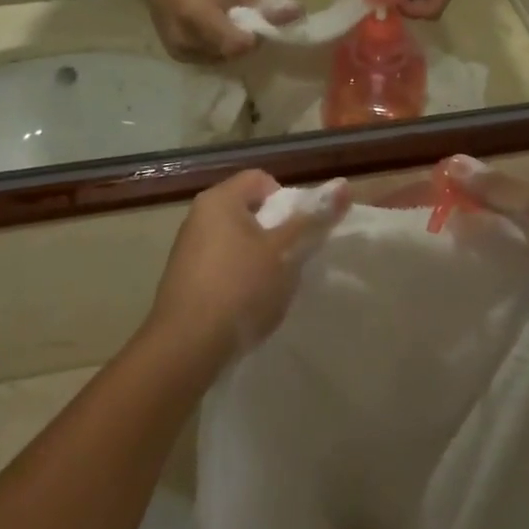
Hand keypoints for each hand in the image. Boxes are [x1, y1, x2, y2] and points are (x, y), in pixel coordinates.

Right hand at [138, 0, 272, 62]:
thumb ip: (265, 2)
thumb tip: (300, 14)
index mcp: (199, 16)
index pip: (238, 45)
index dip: (254, 38)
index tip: (257, 23)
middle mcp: (186, 40)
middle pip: (232, 55)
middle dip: (245, 42)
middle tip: (245, 21)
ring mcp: (180, 51)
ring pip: (222, 60)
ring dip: (232, 47)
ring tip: (228, 24)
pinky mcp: (177, 56)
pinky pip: (209, 59)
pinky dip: (219, 49)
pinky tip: (217, 31)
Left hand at [144, 170, 347, 369]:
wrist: (185, 349)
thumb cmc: (240, 288)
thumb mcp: (285, 253)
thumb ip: (314, 219)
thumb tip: (344, 184)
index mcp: (219, 199)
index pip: (262, 180)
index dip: (288, 201)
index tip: (299, 233)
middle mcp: (199, 216)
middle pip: (250, 210)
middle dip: (277, 232)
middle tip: (292, 260)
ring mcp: (188, 249)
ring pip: (237, 240)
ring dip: (260, 258)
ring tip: (273, 287)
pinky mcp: (185, 280)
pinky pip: (222, 266)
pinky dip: (240, 278)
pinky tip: (249, 305)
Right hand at [445, 156, 528, 390]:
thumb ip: (503, 191)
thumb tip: (454, 163)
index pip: (518, 201)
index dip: (480, 199)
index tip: (439, 207)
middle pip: (517, 239)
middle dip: (482, 240)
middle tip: (433, 248)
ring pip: (519, 277)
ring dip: (491, 278)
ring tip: (445, 284)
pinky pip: (525, 312)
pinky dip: (504, 311)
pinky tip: (474, 317)